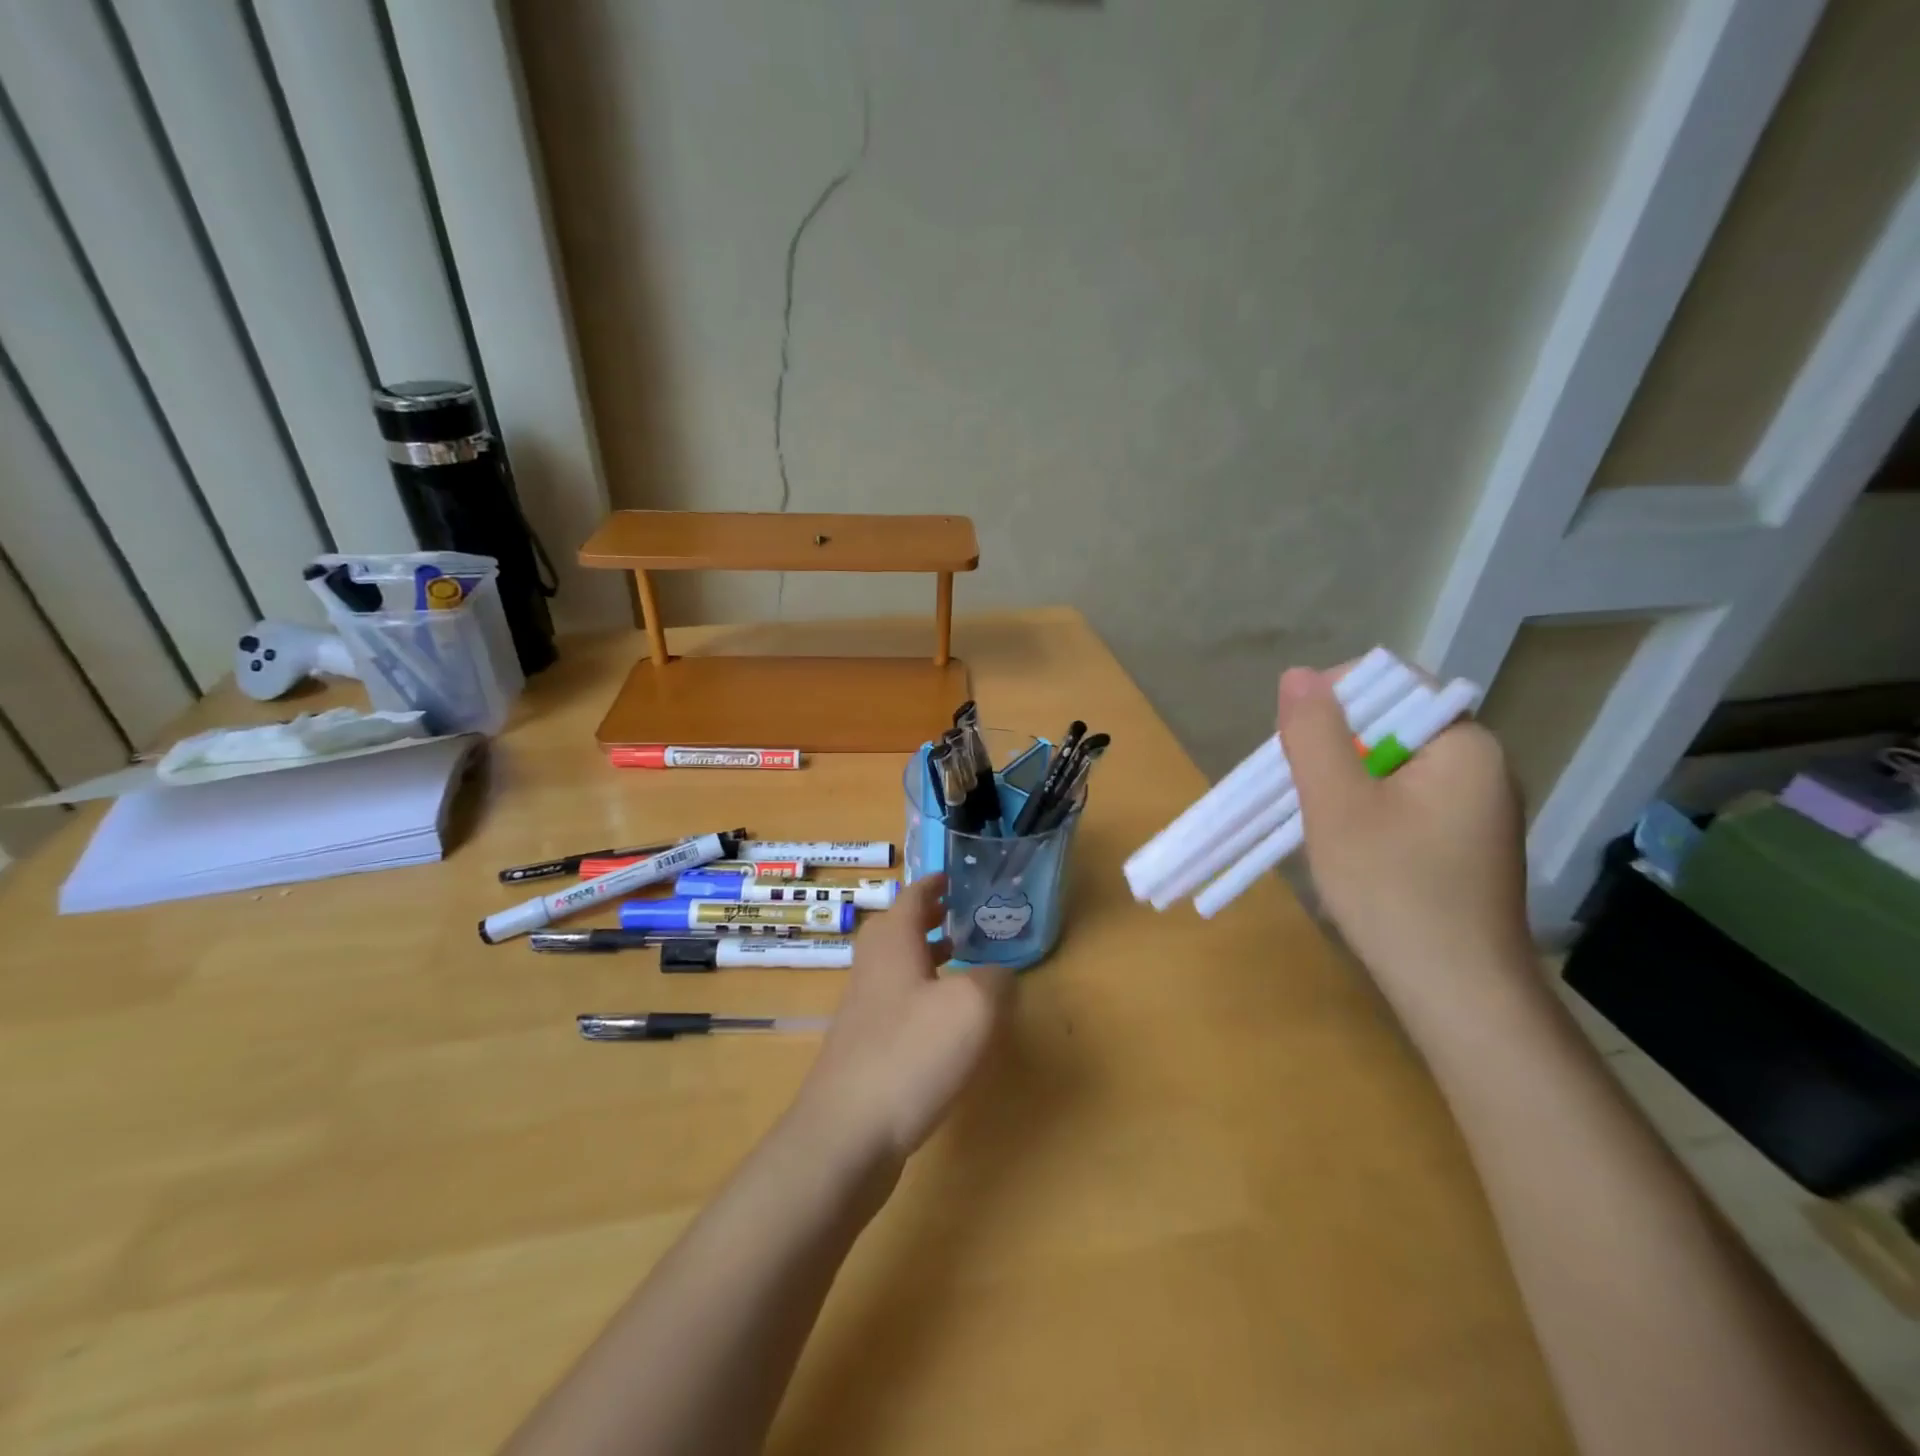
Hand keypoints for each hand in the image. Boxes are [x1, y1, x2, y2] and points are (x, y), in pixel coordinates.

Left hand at [793, 875, 1011, 1165]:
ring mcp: (864, 1007)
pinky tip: (946, 1021)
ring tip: (962, 957)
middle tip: (964, 914)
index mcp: (893, 941)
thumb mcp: (974, 1007)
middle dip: (931, 917)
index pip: (914, 896)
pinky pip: (898, 1001)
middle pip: (900, 927)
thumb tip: (998, 977)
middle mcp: (873, 966)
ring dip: (927, 955)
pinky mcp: (865, 1044)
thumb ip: (996, 981)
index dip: (936, 883)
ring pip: (898, 965)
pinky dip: (922, 993)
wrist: (847, 1133)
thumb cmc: (911, 1054)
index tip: (956, 876)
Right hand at [1277, 666, 1531, 1011]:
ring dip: (1345, 780)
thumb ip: (1315, 734)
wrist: (1458, 993)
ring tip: (1318, 820)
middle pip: (1391, 723)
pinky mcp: (1464, 841)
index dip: (1335, 698)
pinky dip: (1367, 809)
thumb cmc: (1394, 889)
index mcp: (1463, 743)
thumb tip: (1298, 674)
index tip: (1296, 743)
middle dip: (1335, 746)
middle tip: (1301, 789)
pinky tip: (1348, 845)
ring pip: (1392, 765)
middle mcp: (1481, 765)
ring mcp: (1476, 807)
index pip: (1395, 683)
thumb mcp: (1337, 804)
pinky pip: (1405, 799)